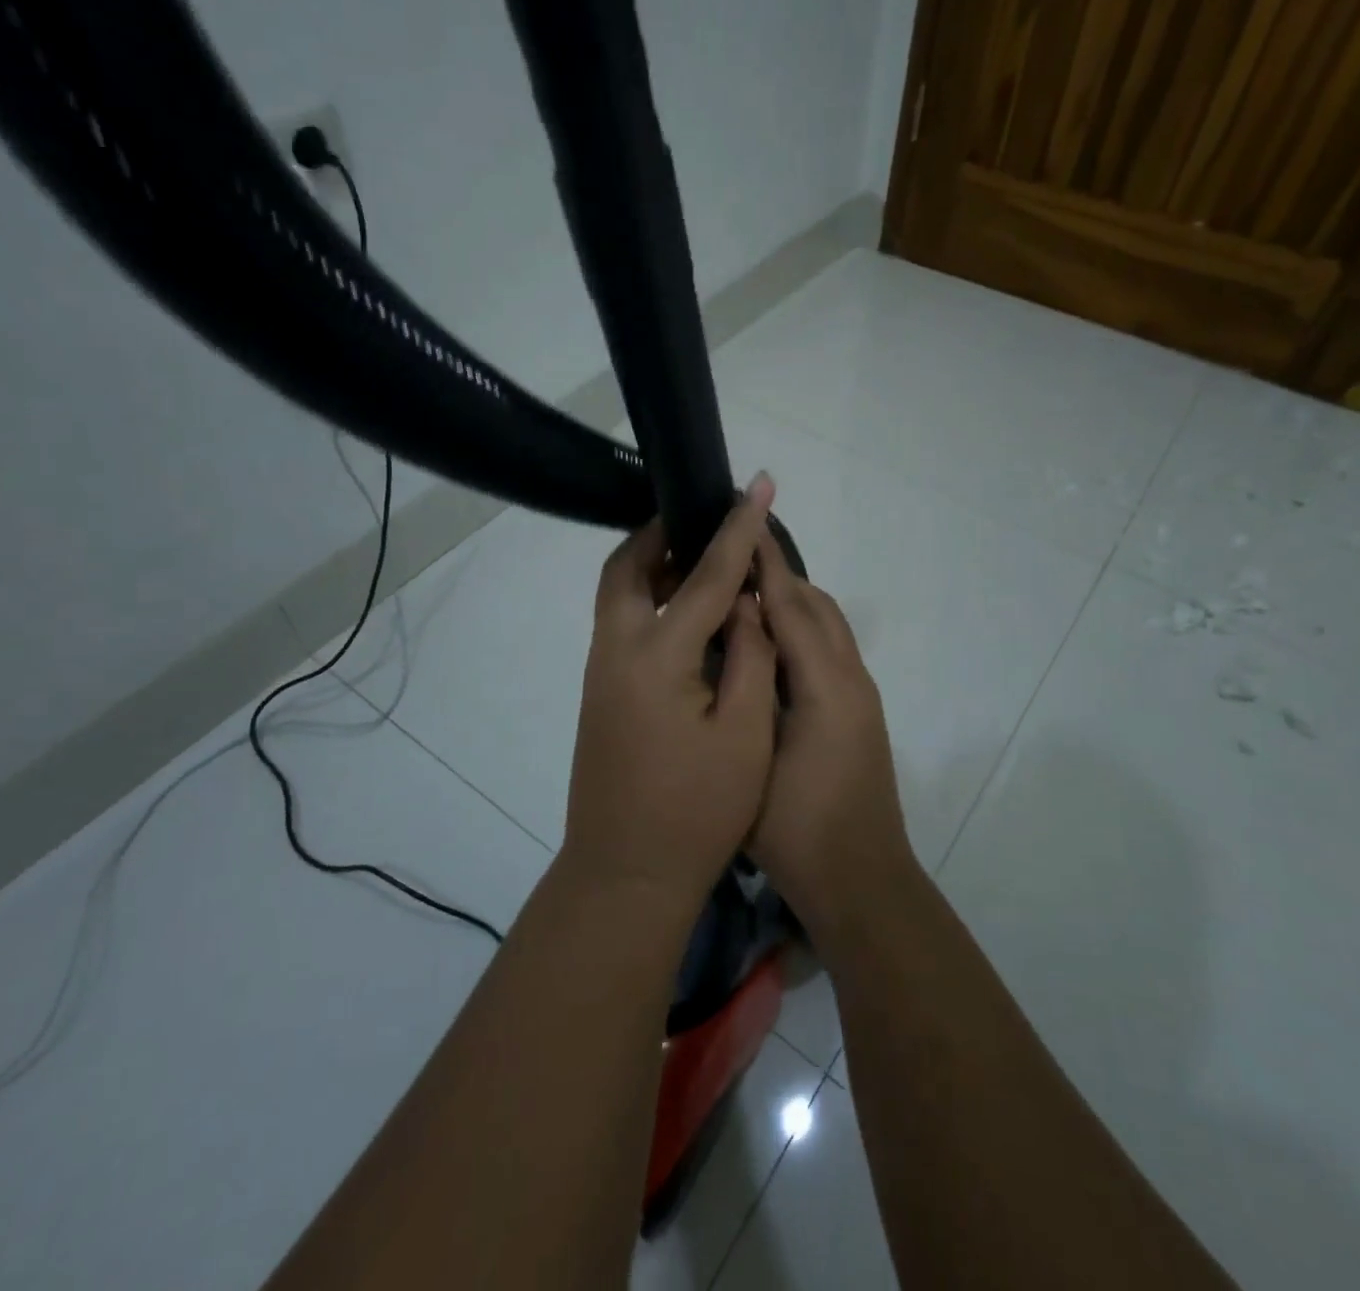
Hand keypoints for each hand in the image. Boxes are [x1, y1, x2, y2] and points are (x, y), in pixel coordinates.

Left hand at [561, 475, 779, 912]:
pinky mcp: (600, 693)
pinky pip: (620, 622)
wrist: (626, 874)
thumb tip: (745, 602)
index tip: (759, 486)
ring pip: (618, 593)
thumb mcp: (744, 734)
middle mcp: (615, 651)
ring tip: (701, 559)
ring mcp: (600, 672)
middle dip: (663, 533)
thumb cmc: (697, 811)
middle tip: (706, 519)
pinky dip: (649, 599)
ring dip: (653, 565)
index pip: (703, 575)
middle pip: (628, 567)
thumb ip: (749, 656)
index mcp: (656, 657)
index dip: (737, 529)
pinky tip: (686, 615)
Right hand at [750, 527, 917, 941]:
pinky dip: (800, 630)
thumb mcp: (758, 757)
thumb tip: (735, 633)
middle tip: (730, 558)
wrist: (859, 881)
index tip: (740, 524)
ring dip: (791, 601)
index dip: (765, 565)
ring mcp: (859, 697)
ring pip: (827, 627)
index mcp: (828, 685)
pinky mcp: (856, 714)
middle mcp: (851, 679)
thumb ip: (748, 688)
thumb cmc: (798, 828)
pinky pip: (829, 650)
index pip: (792, 606)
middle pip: (817, 606)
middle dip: (778, 575)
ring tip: (743, 593)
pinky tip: (766, 644)